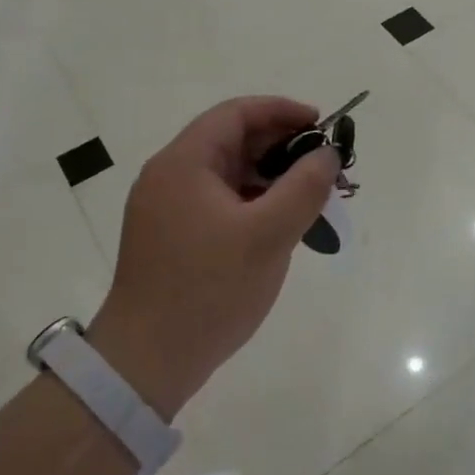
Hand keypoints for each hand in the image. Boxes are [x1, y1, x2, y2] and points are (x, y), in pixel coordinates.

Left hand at [88, 97, 338, 417]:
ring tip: (310, 197)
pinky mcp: (171, 237)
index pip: (236, 114)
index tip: (321, 125)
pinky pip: (219, 202)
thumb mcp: (269, 234)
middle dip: (281, 147)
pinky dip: (252, 203)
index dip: (282, 111)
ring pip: (227, 175)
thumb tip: (327, 154)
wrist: (146, 363)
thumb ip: (305, 187)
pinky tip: (280, 225)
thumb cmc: (209, 289)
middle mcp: (169, 177)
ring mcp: (166, 209)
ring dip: (269, 177)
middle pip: (231, 141)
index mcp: (184, 163)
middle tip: (323, 166)